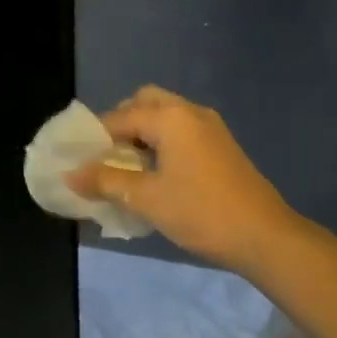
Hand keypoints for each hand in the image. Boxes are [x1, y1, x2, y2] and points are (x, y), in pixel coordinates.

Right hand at [66, 86, 298, 271]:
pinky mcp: (222, 144)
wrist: (265, 236)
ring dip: (143, 132)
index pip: (120, 116)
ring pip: (166, 114)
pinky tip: (158, 173)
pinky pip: (182, 129)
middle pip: (145, 101)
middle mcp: (190, 112)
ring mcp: (210, 127)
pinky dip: (163, 140)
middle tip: (108, 155)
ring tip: (129, 167)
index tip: (81, 160)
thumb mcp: (147, 199)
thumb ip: (106, 181)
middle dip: (122, 122)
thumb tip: (71, 175)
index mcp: (171, 117)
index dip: (96, 137)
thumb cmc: (201, 212)